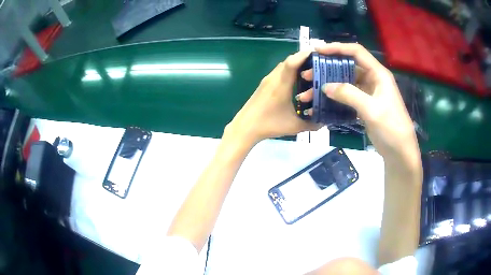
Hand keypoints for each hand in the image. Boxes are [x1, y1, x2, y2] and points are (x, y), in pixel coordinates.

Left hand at [225, 51, 318, 145]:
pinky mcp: (263, 85)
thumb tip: (325, 121)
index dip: (304, 55)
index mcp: (281, 84)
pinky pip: (279, 72)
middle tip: (318, 63)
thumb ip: (312, 124)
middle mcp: (273, 78)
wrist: (245, 127)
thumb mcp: (294, 126)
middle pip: (289, 61)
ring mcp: (267, 80)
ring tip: (310, 71)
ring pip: (283, 66)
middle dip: (304, 59)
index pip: (292, 62)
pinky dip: (289, 71)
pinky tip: (296, 81)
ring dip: (296, 65)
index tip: (318, 53)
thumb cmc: (269, 124)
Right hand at [298, 43, 419, 169]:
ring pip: (346, 82)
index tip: (318, 50)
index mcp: (378, 74)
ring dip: (329, 84)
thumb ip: (349, 94)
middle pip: (348, 66)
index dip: (337, 48)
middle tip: (309, 74)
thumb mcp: (371, 109)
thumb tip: (325, 86)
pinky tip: (323, 100)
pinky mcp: (365, 105)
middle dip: (328, 67)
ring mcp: (368, 92)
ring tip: (311, 89)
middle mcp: (373, 79)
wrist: (399, 151)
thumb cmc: (391, 127)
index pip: (356, 52)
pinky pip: (347, 95)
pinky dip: (335, 97)